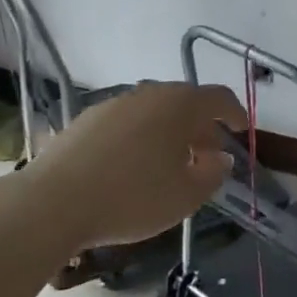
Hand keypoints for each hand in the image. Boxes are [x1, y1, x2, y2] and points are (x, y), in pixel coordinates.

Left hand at [22, 82, 247, 246]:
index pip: (218, 98)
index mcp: (179, 105)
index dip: (236, 113)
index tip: (242, 130)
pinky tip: (134, 166)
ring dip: (171, 132)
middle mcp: (148, 94)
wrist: (53, 202)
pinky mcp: (87, 119)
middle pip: (185, 103)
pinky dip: (142, 136)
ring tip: (172, 164)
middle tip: (209, 155)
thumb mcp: (185, 197)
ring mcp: (114, 103)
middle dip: (202, 127)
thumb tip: (220, 158)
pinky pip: (128, 121)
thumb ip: (212, 174)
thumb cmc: (131, 198)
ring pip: (155, 111)